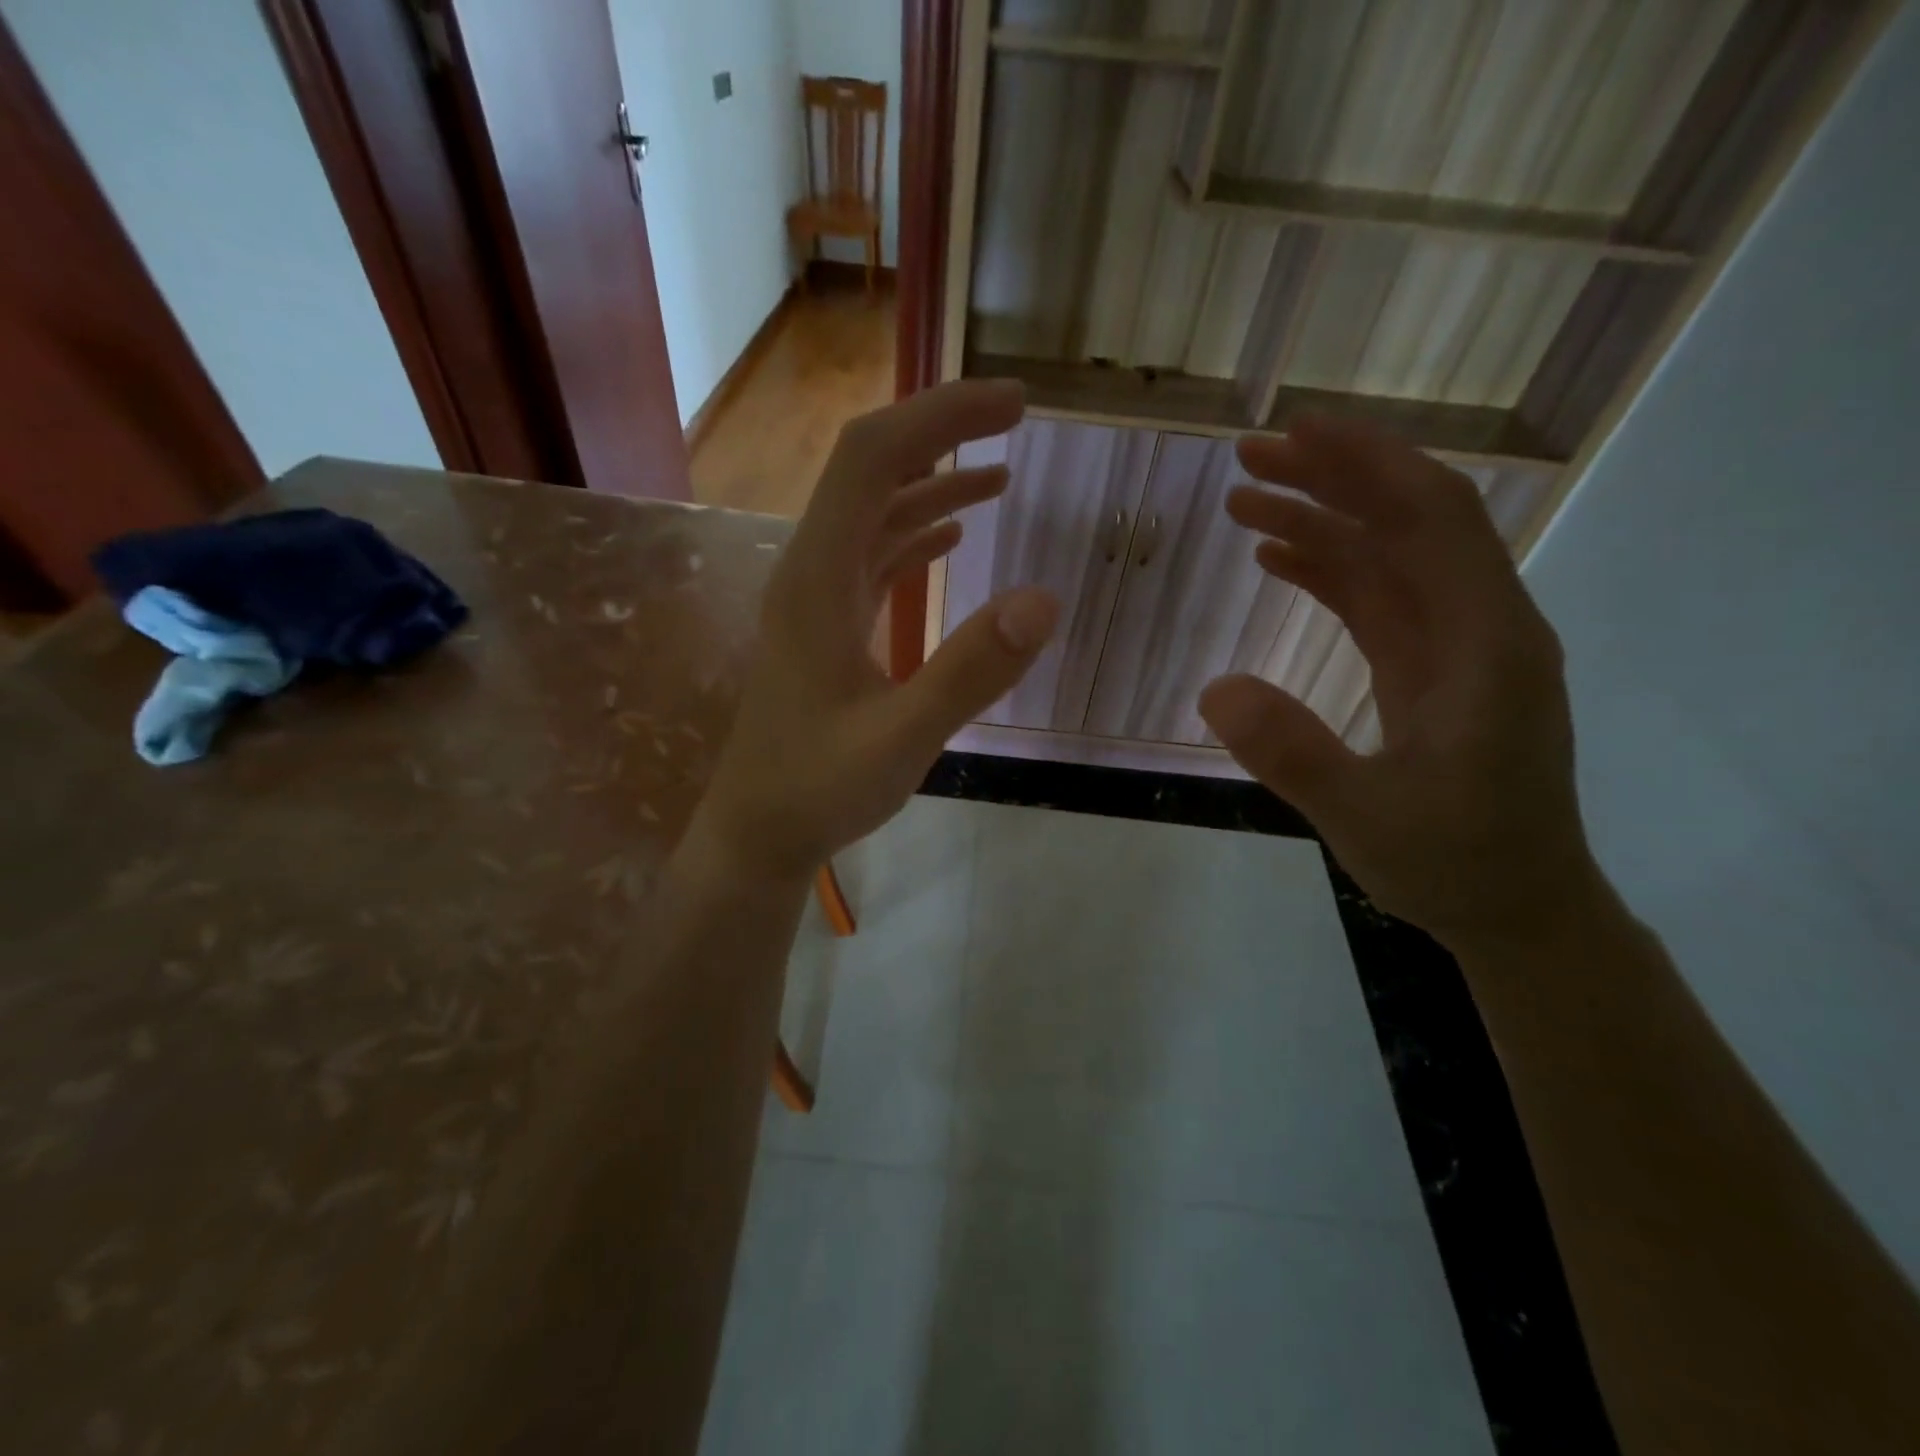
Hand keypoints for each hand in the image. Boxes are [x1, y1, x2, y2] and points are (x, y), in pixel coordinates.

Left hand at [695, 380, 1059, 881]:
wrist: (760, 831)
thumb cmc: (819, 789)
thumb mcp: (901, 738)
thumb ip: (969, 671)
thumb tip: (1044, 600)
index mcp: (818, 578)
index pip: (872, 458)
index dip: (940, 417)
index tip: (1013, 406)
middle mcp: (812, 571)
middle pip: (870, 469)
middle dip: (942, 433)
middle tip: (1015, 420)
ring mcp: (818, 598)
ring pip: (874, 513)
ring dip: (933, 483)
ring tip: (1000, 474)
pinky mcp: (828, 625)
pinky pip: (873, 557)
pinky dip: (916, 533)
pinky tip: (954, 536)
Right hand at [1198, 416, 1604, 955]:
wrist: (1517, 907)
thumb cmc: (1456, 864)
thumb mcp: (1367, 818)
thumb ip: (1295, 754)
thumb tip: (1214, 688)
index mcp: (1486, 644)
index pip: (1434, 519)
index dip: (1367, 464)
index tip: (1295, 434)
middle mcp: (1479, 626)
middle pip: (1408, 520)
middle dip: (1331, 477)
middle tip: (1246, 459)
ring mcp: (1454, 646)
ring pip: (1387, 555)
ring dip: (1321, 519)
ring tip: (1243, 500)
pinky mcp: (1428, 667)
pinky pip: (1376, 599)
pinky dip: (1327, 569)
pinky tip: (1276, 557)